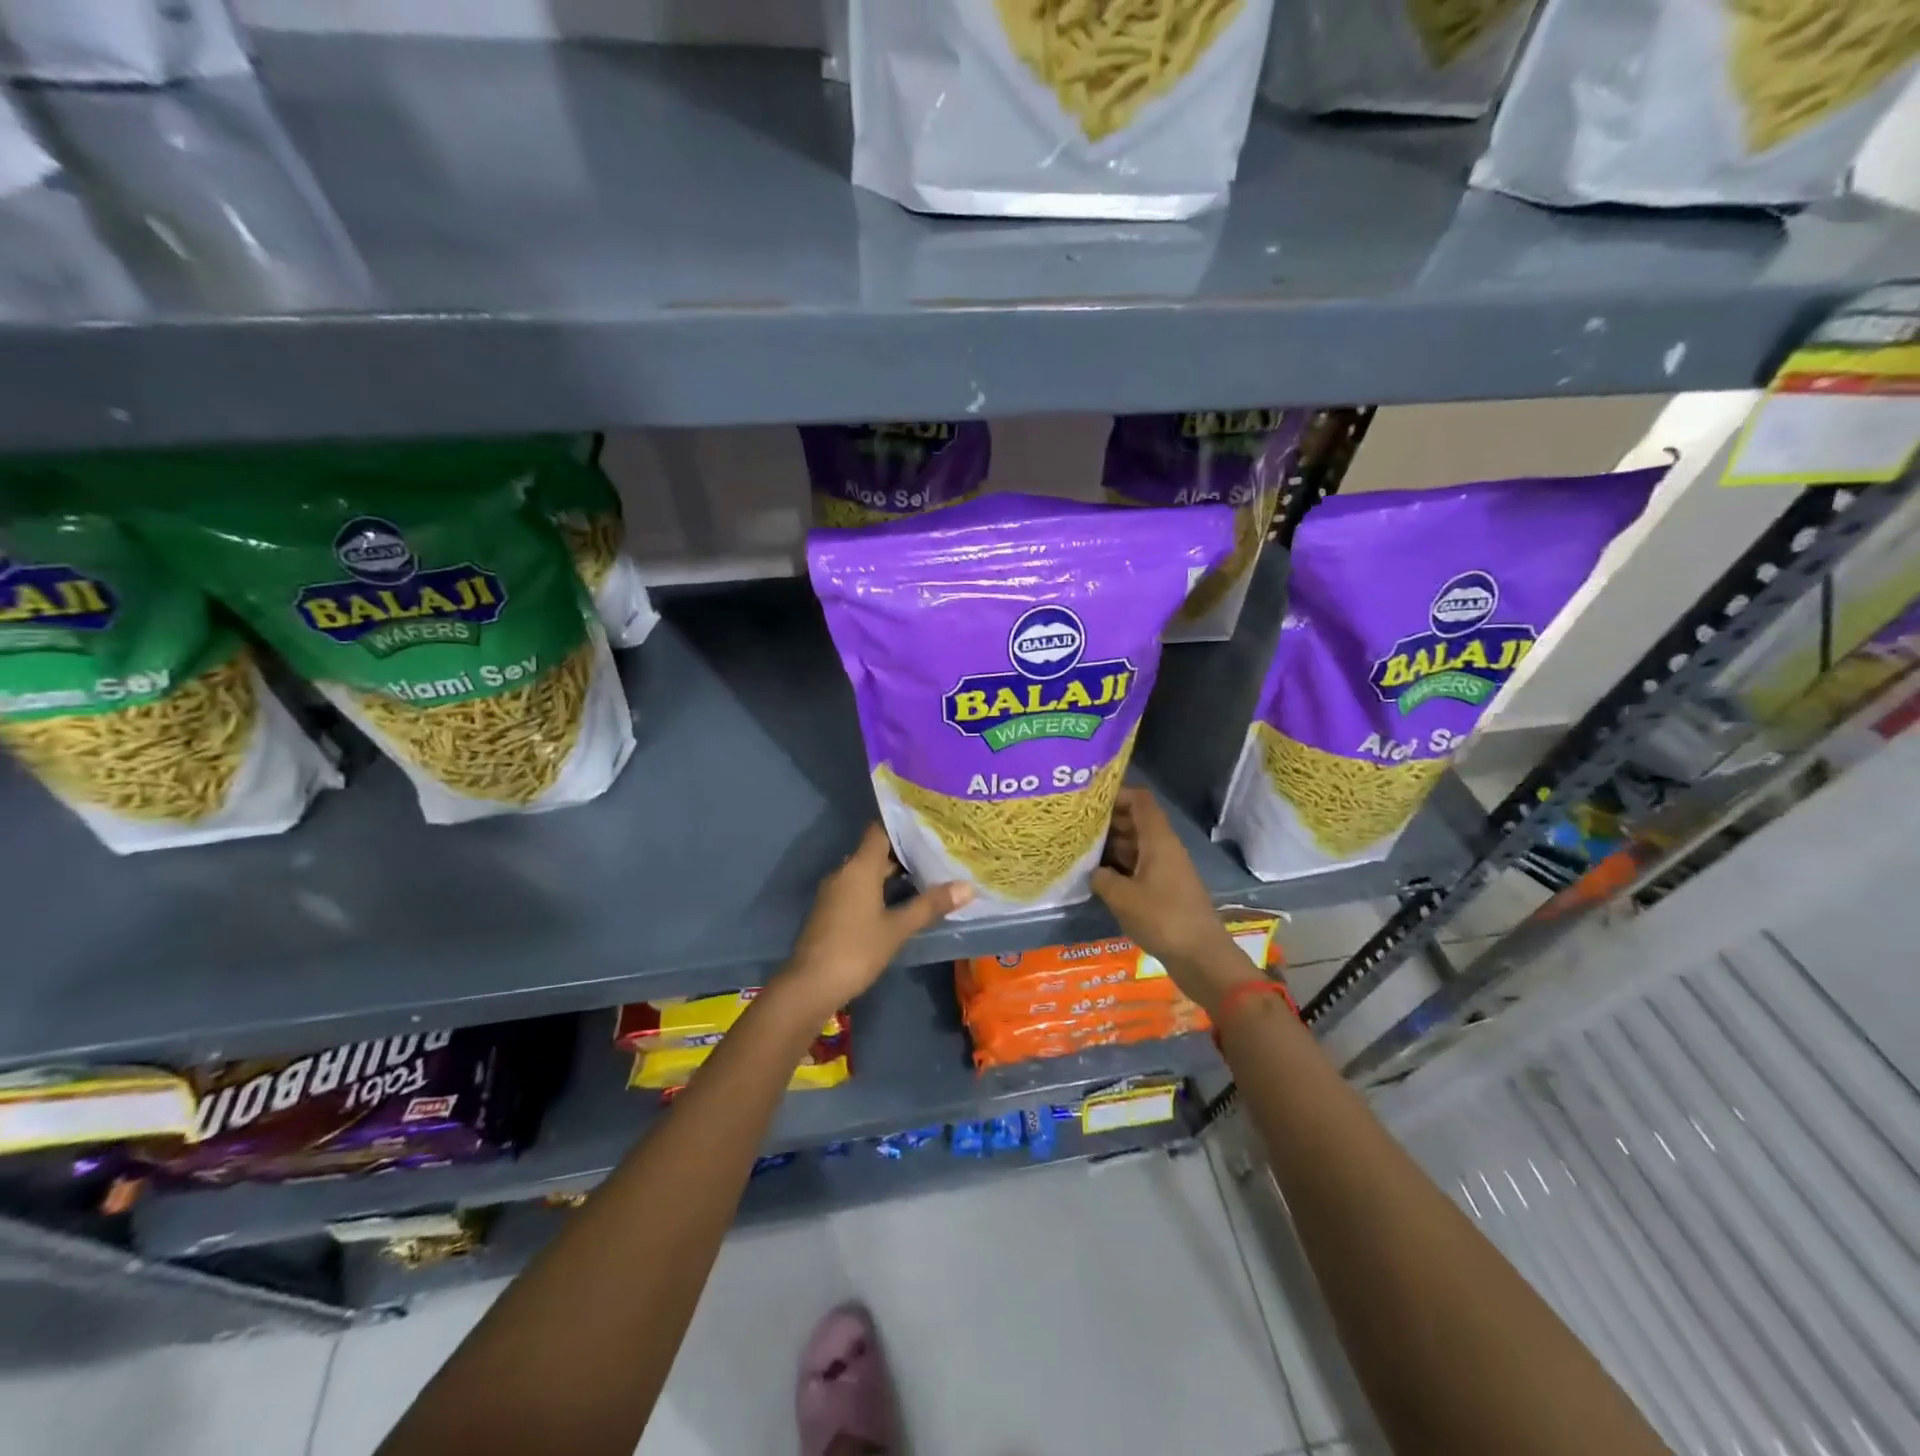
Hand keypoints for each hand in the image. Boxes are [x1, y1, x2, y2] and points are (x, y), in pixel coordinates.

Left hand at [778, 823, 972, 1016]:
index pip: (880, 830)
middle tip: (937, 850)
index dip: (903, 824)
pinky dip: (879, 888)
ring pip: (867, 871)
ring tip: (926, 874)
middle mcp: (844, 872)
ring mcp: (835, 891)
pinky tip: (901, 901)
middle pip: (875, 851)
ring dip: (892, 872)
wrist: (810, 986)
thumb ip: (930, 905)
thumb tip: (967, 886)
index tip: (929, 823)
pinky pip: (858, 888)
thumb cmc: (857, 950)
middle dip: (904, 851)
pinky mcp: (831, 910)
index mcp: (859, 867)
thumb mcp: (898, 928)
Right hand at [1091, 788, 1258, 1013]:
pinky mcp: (1165, 889)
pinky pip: (1139, 866)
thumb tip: (1093, 871)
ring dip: (1112, 845)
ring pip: (1136, 845)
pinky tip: (1097, 875)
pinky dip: (1120, 866)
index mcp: (1158, 840)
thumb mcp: (1122, 897)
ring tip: (1080, 848)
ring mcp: (1166, 869)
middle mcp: (1164, 847)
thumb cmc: (1162, 918)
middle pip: (1136, 821)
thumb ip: (1102, 877)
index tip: (1088, 800)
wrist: (1202, 956)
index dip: (1116, 794)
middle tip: (1075, 825)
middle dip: (1108, 820)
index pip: (1140, 800)